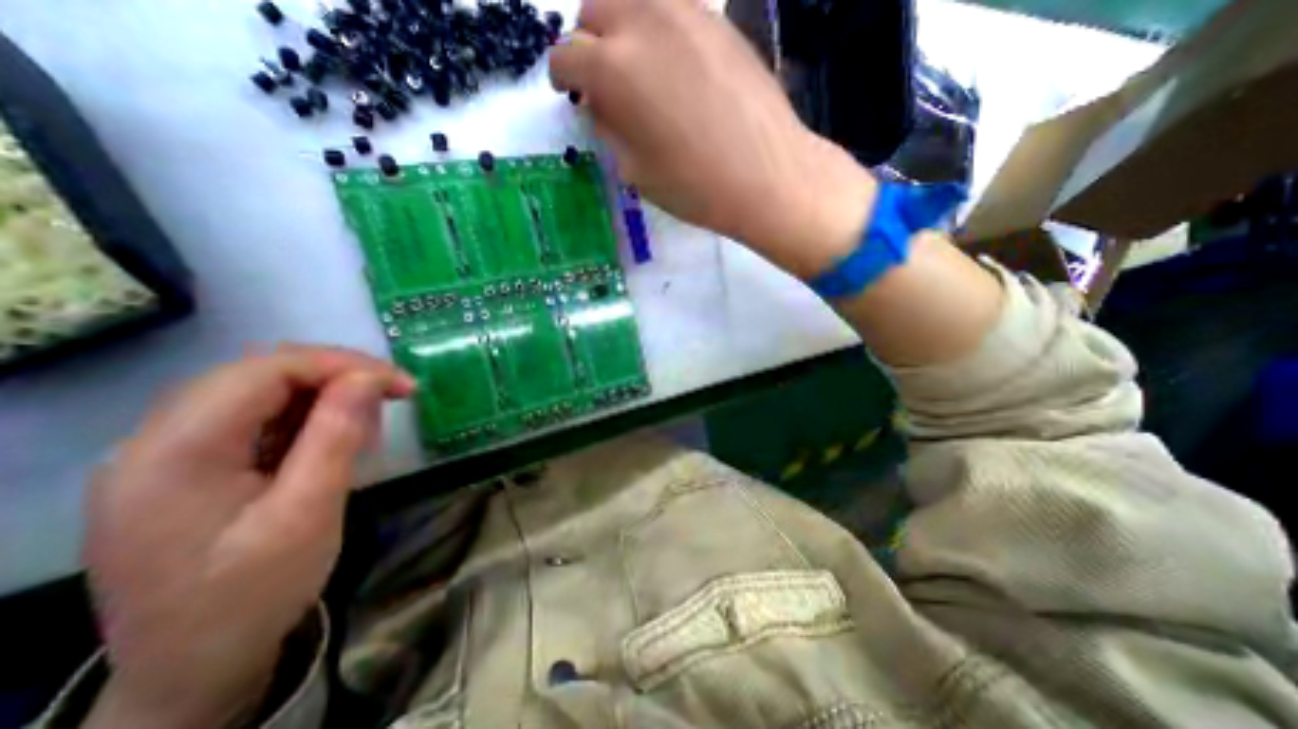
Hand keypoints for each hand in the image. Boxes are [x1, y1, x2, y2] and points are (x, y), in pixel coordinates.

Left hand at [83, 344, 414, 725]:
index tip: (402, 385)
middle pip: (261, 372)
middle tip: (394, 395)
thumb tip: (368, 378)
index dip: (343, 365)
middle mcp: (156, 441)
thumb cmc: (253, 595)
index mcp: (173, 454)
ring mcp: (168, 453)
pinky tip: (334, 440)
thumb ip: (336, 437)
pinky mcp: (190, 465)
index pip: (265, 371)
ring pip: (262, 389)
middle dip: (339, 375)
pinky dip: (308, 416)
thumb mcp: (308, 514)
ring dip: (326, 395)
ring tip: (367, 426)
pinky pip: (258, 416)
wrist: (193, 668)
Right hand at [553, 0, 876, 279]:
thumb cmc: (695, 187)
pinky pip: (672, 8)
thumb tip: (600, 104)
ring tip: (639, 70)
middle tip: (605, 82)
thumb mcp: (636, 171)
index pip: (566, 57)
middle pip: (595, 11)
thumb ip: (609, 128)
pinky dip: (659, 29)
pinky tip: (674, 65)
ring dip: (623, 29)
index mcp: (614, 68)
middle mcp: (643, 22)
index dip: (563, 77)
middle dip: (590, 45)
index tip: (571, 93)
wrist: (766, 176)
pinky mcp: (717, 18)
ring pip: (633, 0)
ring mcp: (685, 12)